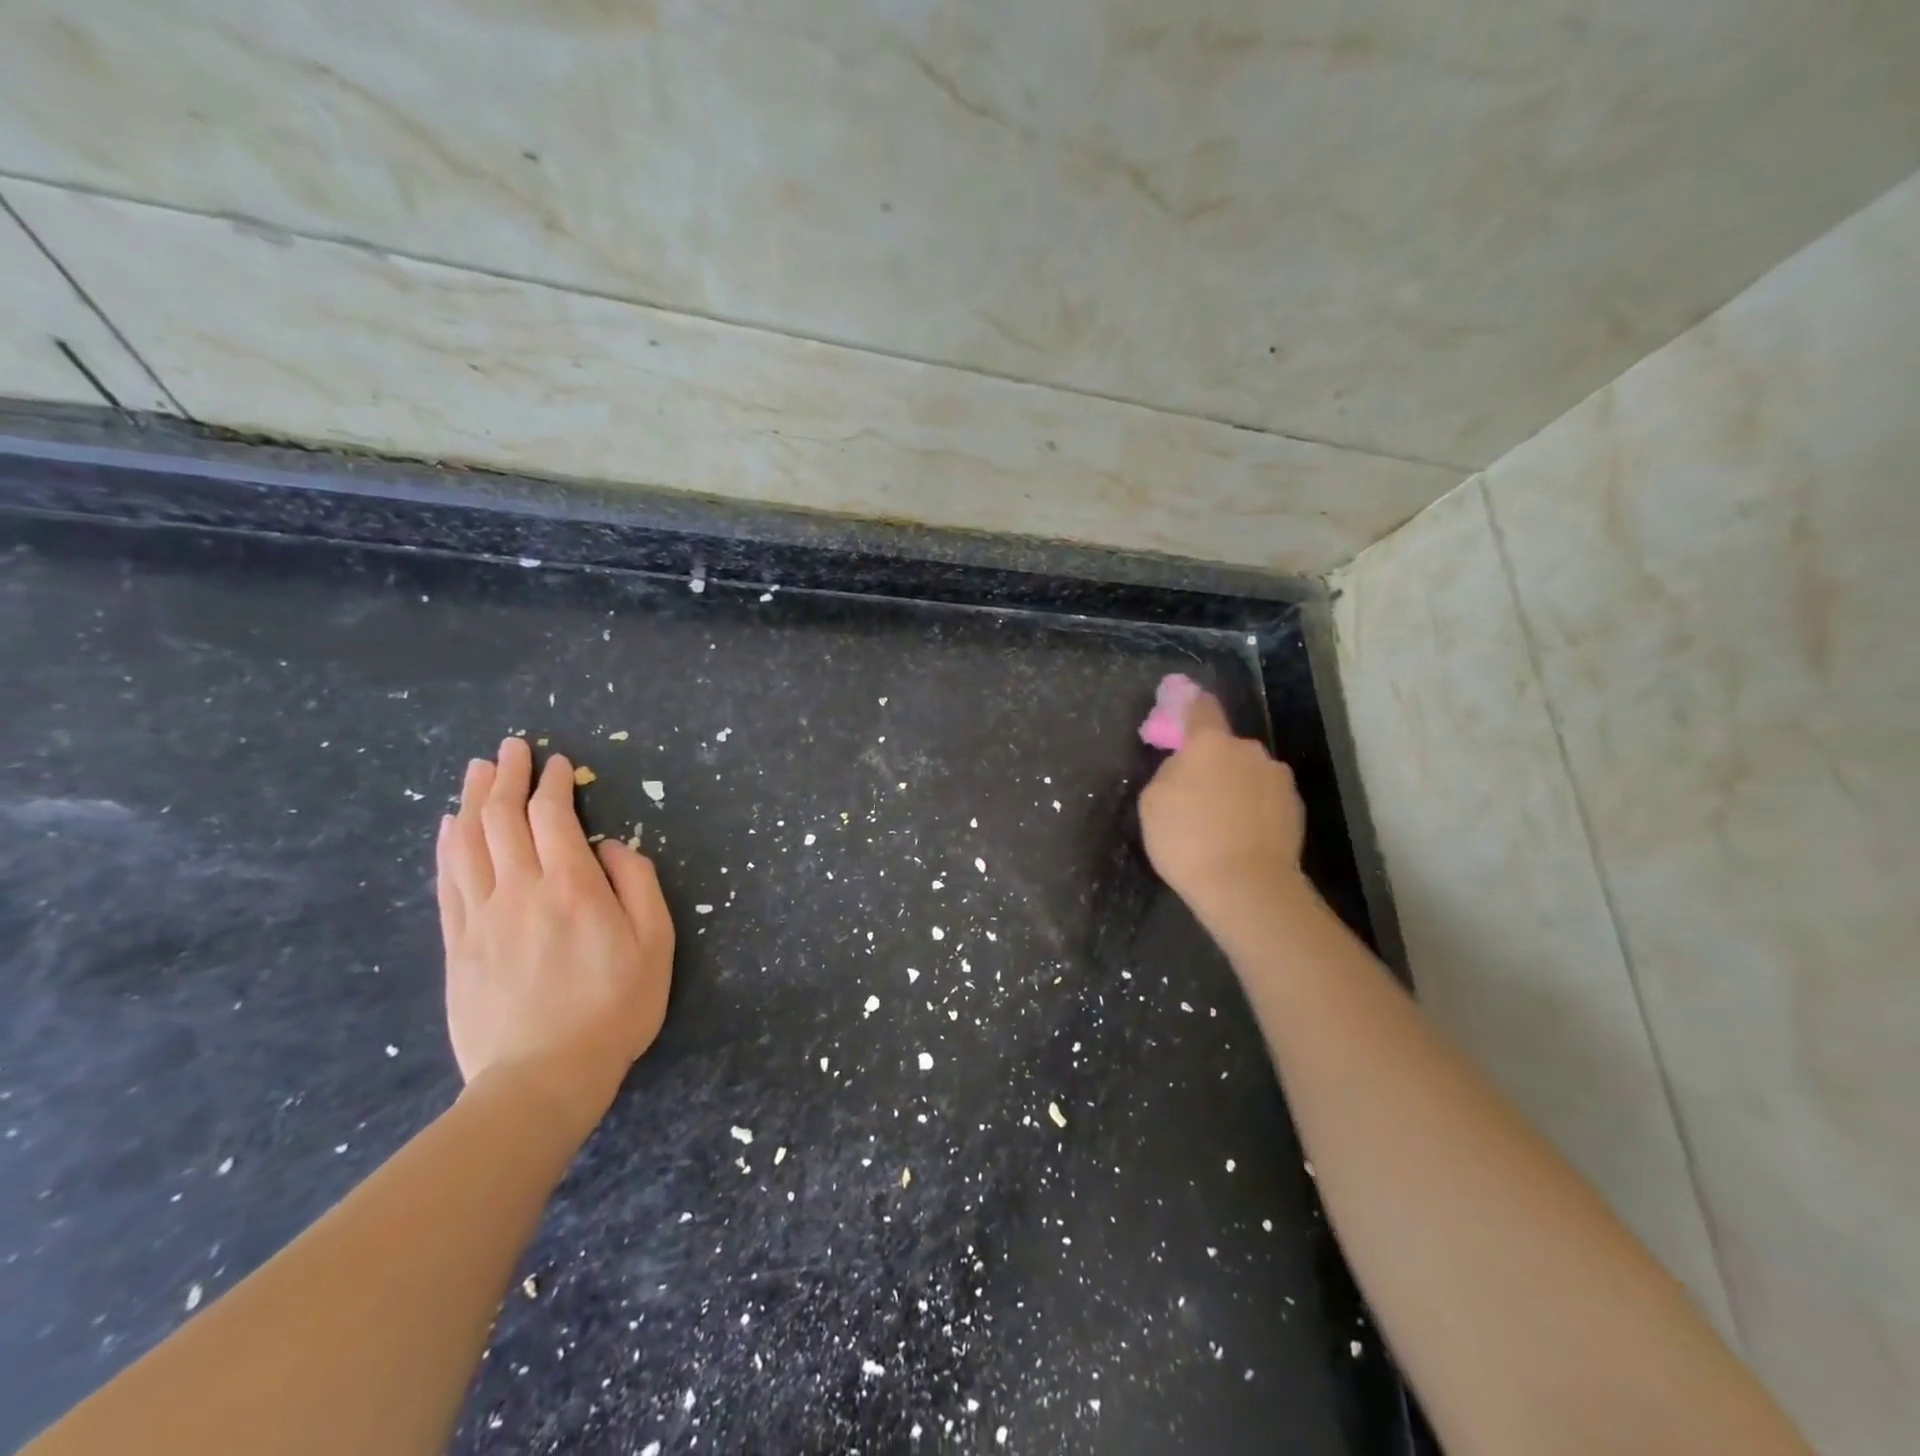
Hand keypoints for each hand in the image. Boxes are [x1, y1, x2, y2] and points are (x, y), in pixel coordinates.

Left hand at [436, 737, 674, 1126]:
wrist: (542, 1078)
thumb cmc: (614, 1008)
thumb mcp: (656, 944)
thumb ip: (637, 885)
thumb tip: (611, 847)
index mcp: (571, 886)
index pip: (552, 817)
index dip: (552, 784)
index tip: (556, 762)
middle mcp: (520, 889)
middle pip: (501, 818)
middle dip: (506, 776)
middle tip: (511, 748)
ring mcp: (481, 917)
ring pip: (468, 842)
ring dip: (472, 800)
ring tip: (477, 771)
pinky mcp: (457, 944)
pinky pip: (447, 881)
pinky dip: (447, 845)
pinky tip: (448, 827)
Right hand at [1139, 690, 1307, 919]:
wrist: (1246, 886)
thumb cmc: (1188, 840)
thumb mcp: (1153, 802)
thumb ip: (1169, 772)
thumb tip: (1186, 768)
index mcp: (1210, 743)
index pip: (1200, 708)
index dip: (1188, 705)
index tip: (1180, 709)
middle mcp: (1249, 751)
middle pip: (1225, 747)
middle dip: (1211, 762)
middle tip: (1195, 794)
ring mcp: (1278, 778)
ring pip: (1247, 773)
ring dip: (1234, 787)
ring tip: (1220, 823)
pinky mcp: (1296, 808)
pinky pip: (1265, 798)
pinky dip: (1253, 809)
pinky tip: (1241, 837)